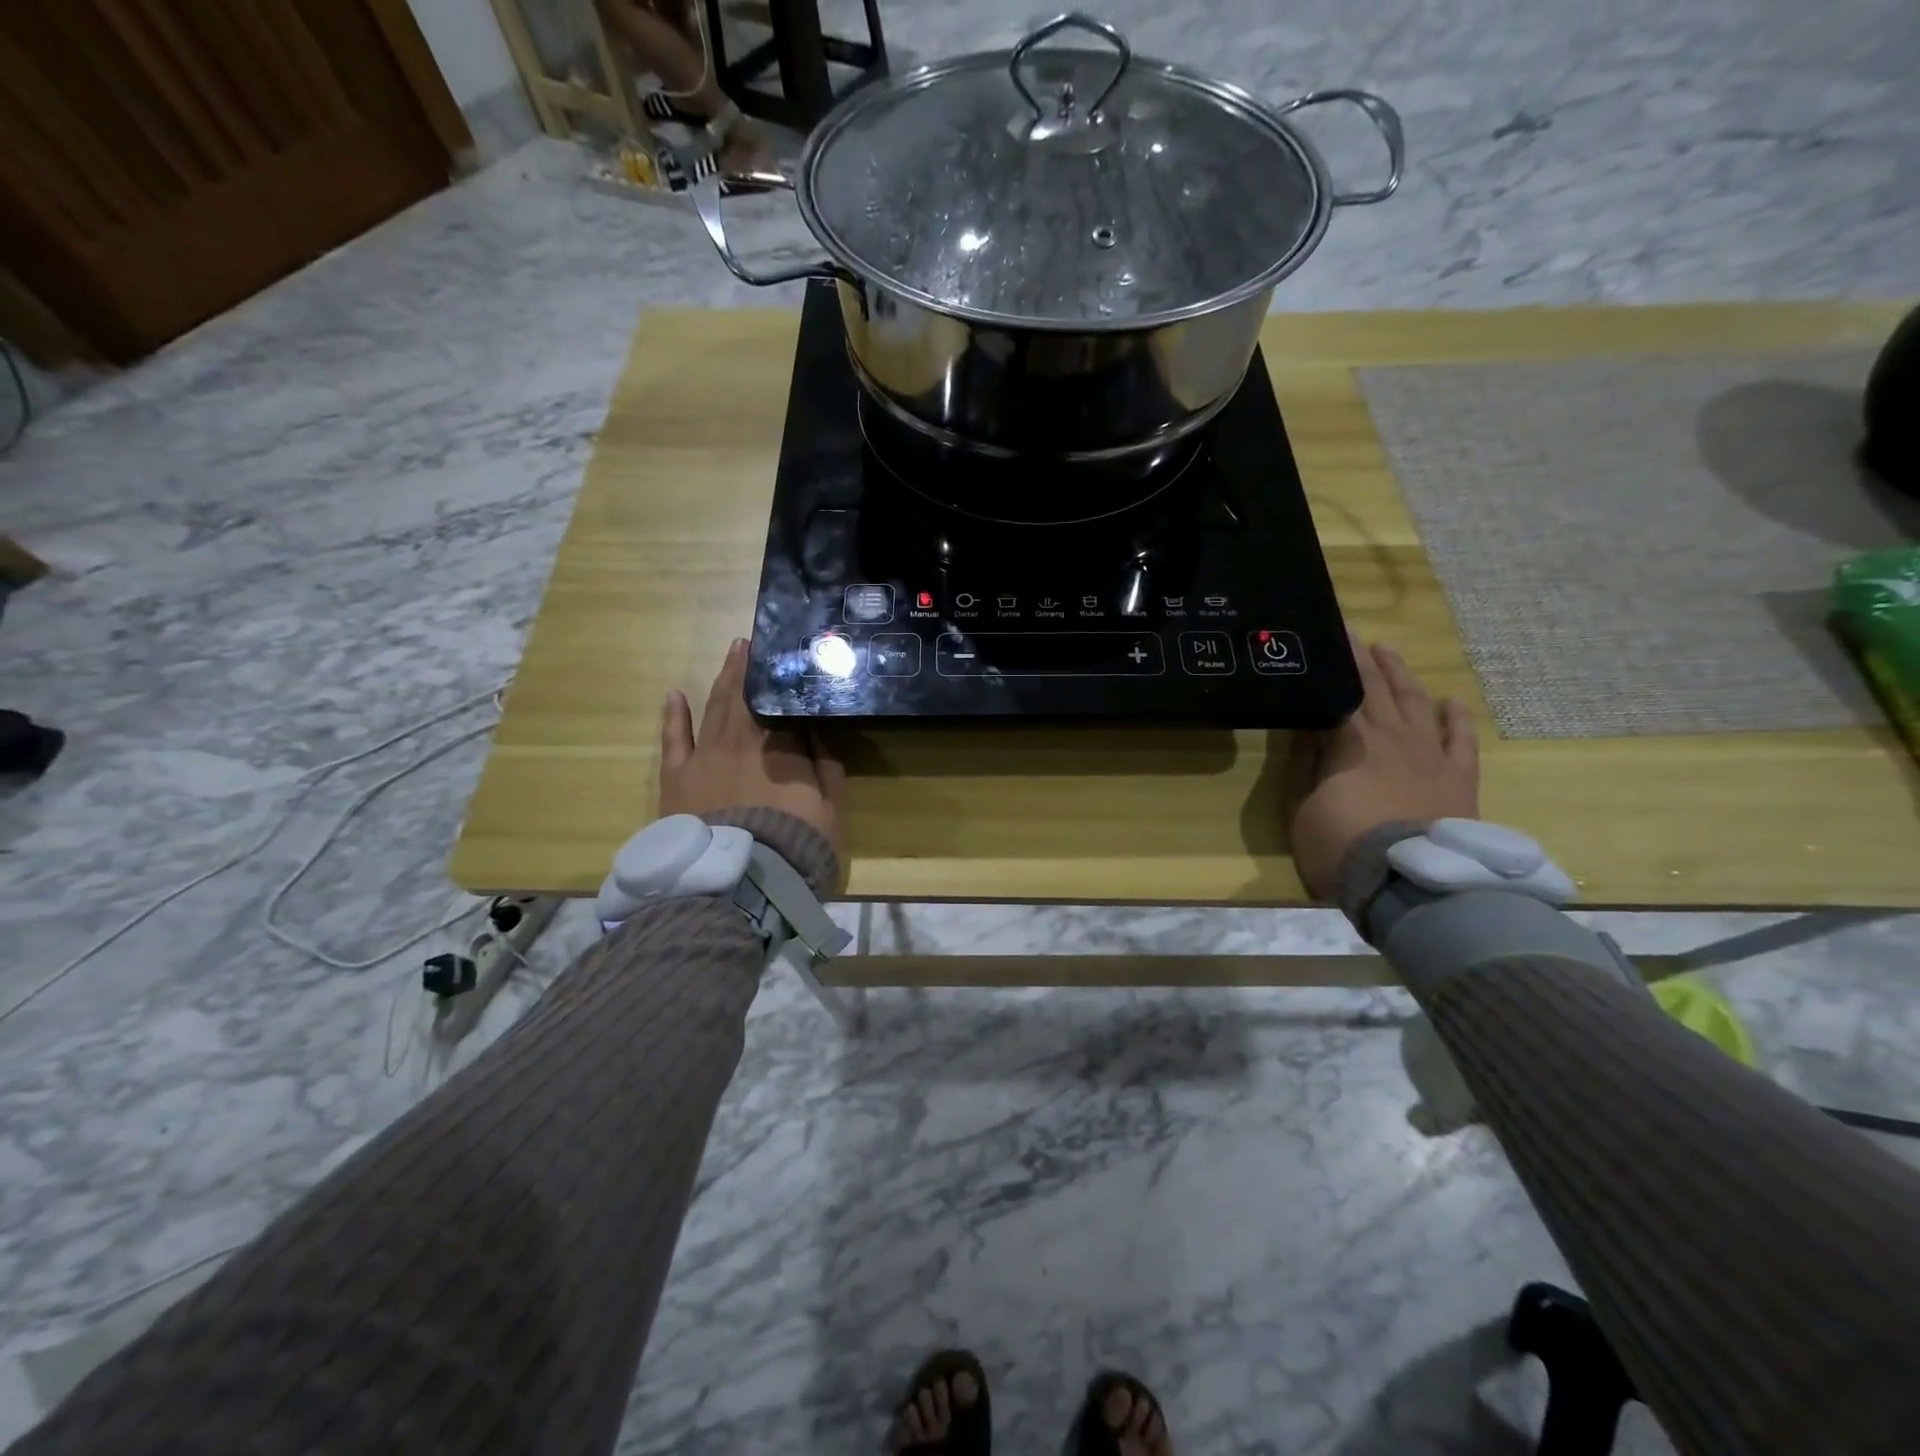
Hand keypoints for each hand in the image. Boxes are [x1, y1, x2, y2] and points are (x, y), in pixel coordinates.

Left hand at [658, 639, 844, 858]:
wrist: (739, 883)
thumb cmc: (795, 845)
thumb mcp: (831, 808)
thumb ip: (827, 765)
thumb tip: (819, 730)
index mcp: (781, 745)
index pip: (780, 702)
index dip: (780, 680)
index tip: (781, 656)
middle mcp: (741, 740)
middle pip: (744, 697)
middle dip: (747, 669)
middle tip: (749, 643)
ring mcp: (705, 756)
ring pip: (714, 709)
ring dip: (722, 680)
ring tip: (731, 656)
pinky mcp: (676, 778)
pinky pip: (674, 739)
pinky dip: (675, 715)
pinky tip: (675, 694)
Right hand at [1288, 638, 1479, 897]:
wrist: (1409, 882)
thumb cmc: (1341, 845)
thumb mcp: (1303, 807)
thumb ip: (1306, 764)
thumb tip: (1309, 727)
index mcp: (1350, 743)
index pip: (1340, 693)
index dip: (1333, 666)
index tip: (1328, 639)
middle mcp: (1393, 738)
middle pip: (1377, 691)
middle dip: (1363, 661)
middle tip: (1353, 634)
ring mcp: (1430, 756)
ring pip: (1416, 704)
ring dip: (1401, 676)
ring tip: (1389, 651)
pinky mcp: (1459, 779)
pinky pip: (1461, 741)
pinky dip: (1456, 719)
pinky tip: (1451, 701)